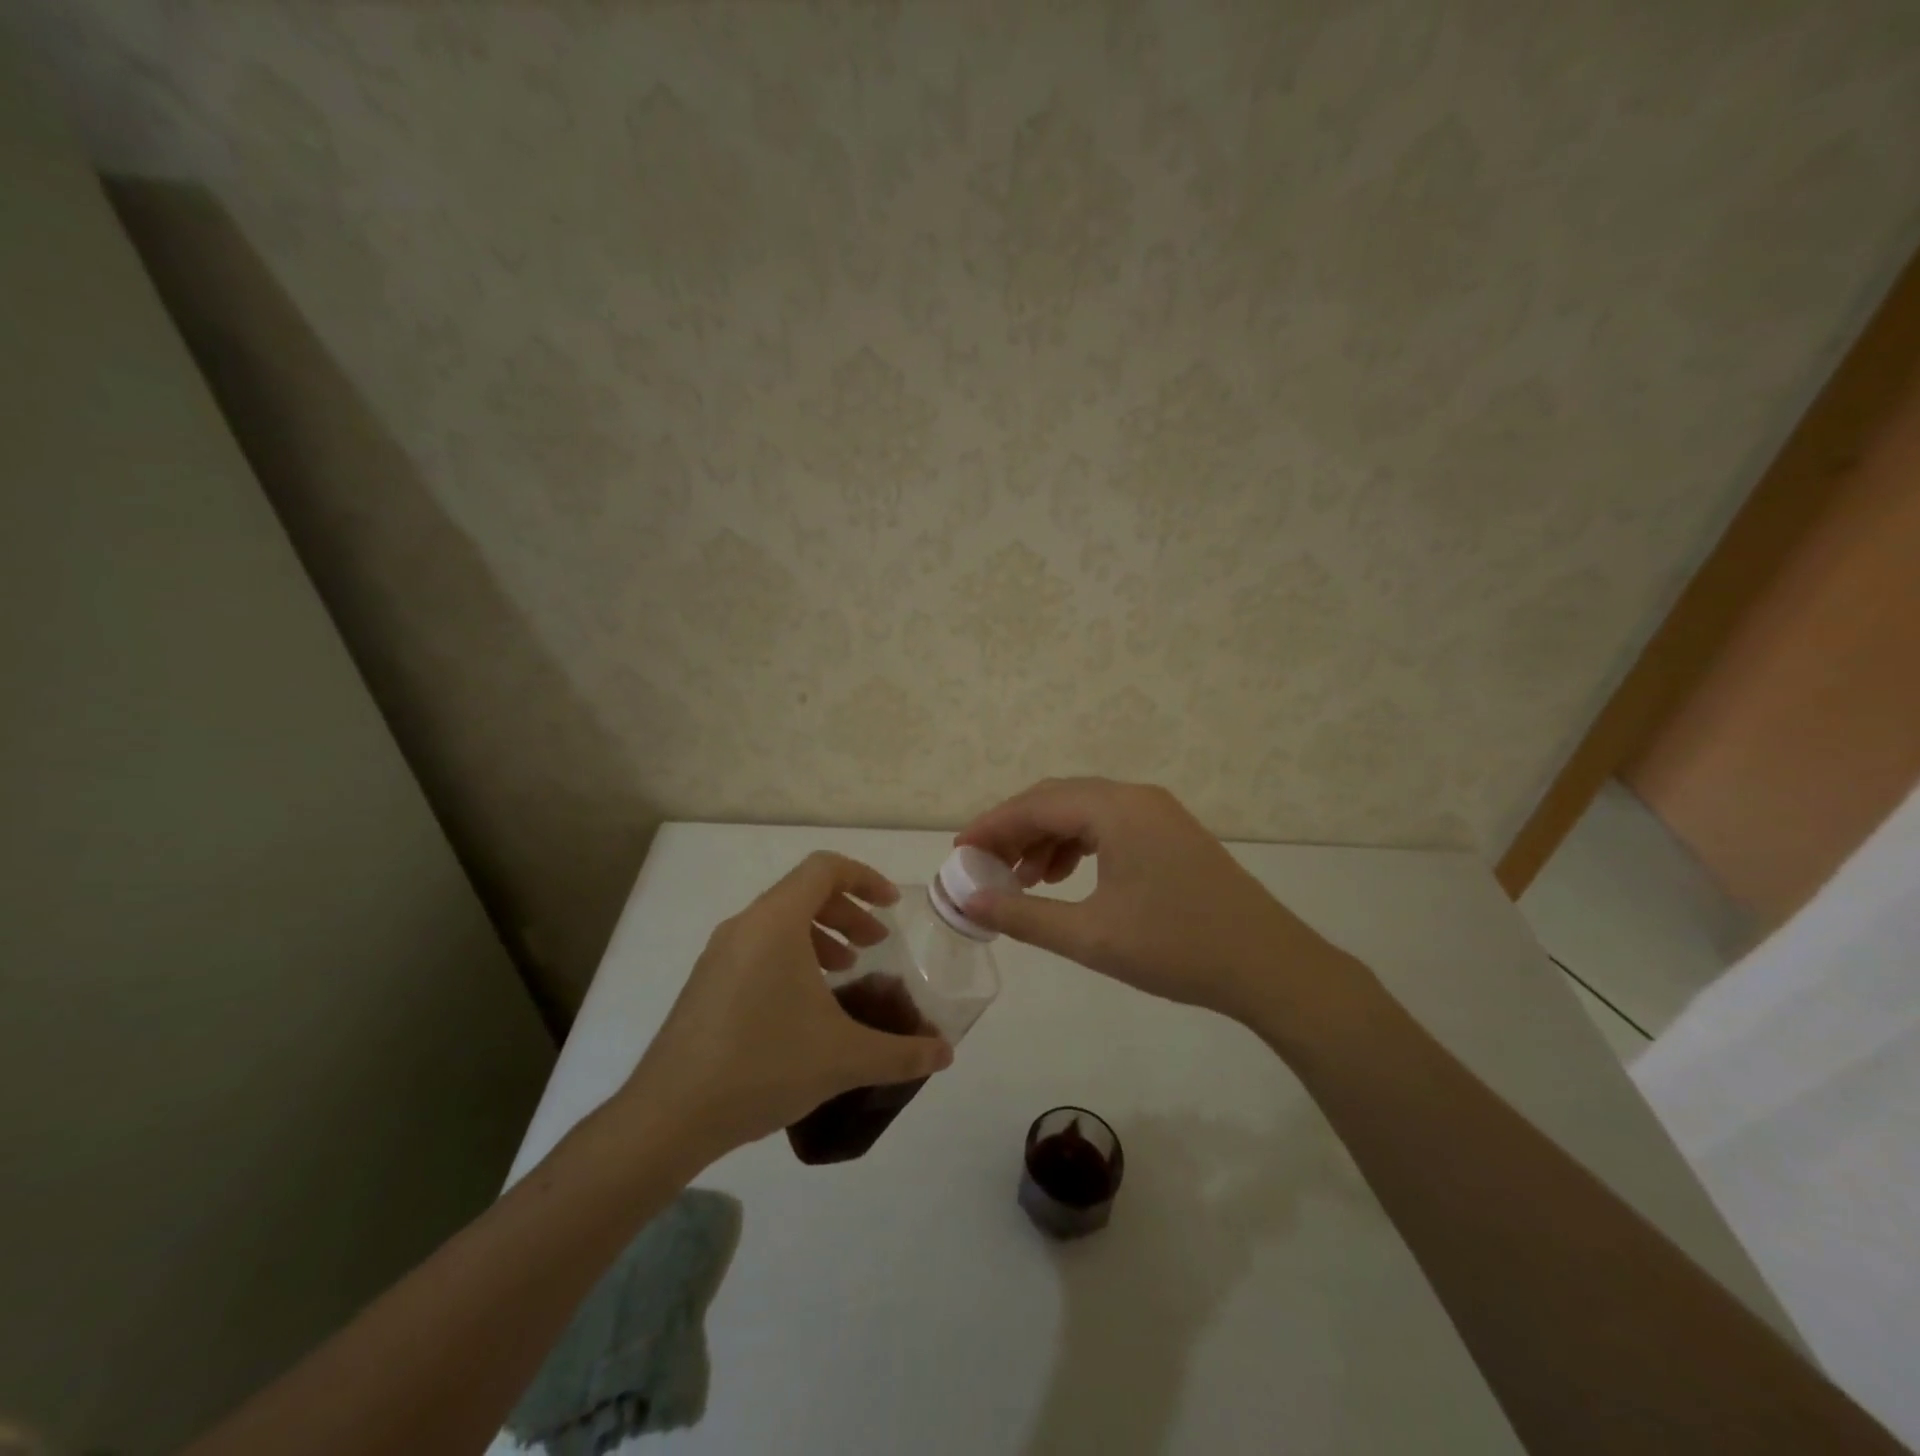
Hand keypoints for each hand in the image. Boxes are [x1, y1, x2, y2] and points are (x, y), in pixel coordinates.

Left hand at [615, 852, 952, 1159]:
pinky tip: (804, 1005)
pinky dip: (790, 955)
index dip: (865, 878)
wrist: (668, 1116)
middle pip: (803, 892)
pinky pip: (757, 947)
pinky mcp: (705, 983)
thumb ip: (901, 1053)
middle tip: (874, 945)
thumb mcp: (844, 1058)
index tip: (891, 908)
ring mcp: (718, 954)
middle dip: (847, 911)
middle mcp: (744, 926)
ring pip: (778, 921)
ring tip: (844, 971)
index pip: (825, 868)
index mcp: (776, 923)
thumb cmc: (763, 1066)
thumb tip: (945, 1055)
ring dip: (819, 934)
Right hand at [956, 778, 1359, 1024]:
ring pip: (1083, 812)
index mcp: (1116, 808)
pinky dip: (1077, 847)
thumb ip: (1023, 916)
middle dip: (1015, 831)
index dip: (991, 826)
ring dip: (1046, 840)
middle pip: (1057, 800)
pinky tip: (1064, 881)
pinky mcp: (1171, 833)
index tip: (957, 853)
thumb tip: (968, 903)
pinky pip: (1108, 826)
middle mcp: (1135, 797)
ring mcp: (1157, 813)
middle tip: (983, 868)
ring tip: (1022, 881)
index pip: (1036, 804)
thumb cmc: (1176, 948)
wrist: (1270, 967)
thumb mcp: (1090, 936)